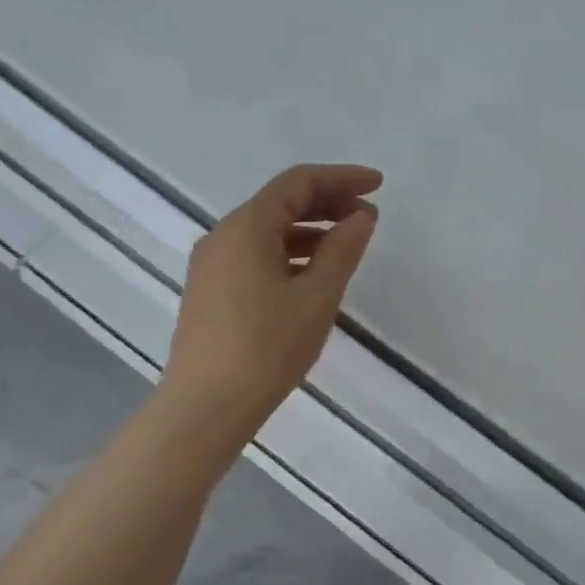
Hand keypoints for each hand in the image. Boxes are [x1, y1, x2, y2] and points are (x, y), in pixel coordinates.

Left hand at [166, 164, 381, 432]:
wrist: (206, 407)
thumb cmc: (267, 348)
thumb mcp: (317, 297)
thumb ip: (343, 250)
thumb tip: (361, 217)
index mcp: (246, 227)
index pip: (298, 183)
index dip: (342, 178)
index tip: (379, 186)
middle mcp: (223, 236)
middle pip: (280, 203)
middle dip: (328, 203)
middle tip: (368, 217)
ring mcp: (212, 265)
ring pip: (268, 232)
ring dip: (311, 230)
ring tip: (348, 246)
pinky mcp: (211, 292)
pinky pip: (256, 256)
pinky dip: (290, 254)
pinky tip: (313, 276)